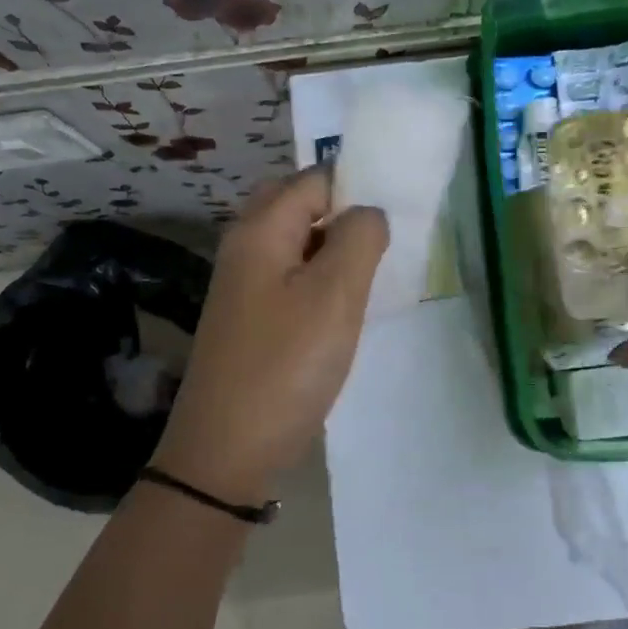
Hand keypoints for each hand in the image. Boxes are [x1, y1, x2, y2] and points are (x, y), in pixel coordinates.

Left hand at [150, 169, 388, 504]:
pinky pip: (290, 279)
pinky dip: (319, 281)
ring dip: (334, 250)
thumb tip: (368, 213)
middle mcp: (245, 248)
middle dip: (344, 214)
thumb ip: (358, 239)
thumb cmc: (286, 366)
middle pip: (298, 207)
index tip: (400, 212)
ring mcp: (243, 286)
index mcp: (261, 230)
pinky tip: (344, 308)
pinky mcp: (249, 320)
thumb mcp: (334, 296)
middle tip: (386, 242)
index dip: (357, 186)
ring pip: (296, 245)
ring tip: (375, 274)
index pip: (314, 179)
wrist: (227, 449)